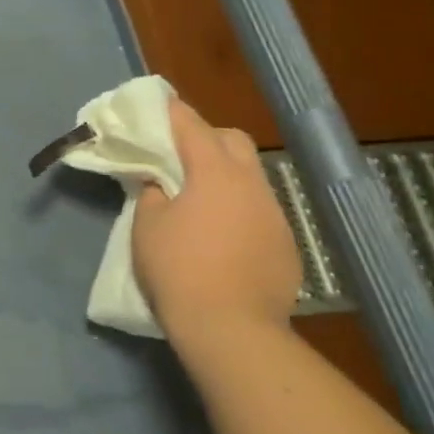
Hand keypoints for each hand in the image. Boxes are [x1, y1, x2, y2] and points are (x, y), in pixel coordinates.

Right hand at [132, 99, 300, 350]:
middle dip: (206, 137)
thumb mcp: (147, 225)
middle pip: (232, 140)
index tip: (156, 104)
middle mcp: (251, 184)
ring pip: (250, 176)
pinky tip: (222, 236)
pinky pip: (260, 211)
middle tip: (178, 155)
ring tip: (199, 198)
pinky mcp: (286, 245)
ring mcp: (275, 215)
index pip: (191, 124)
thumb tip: (160, 182)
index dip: (171, 111)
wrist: (231, 329)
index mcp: (215, 172)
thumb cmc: (179, 268)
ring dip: (225, 176)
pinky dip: (239, 210)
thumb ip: (152, 192)